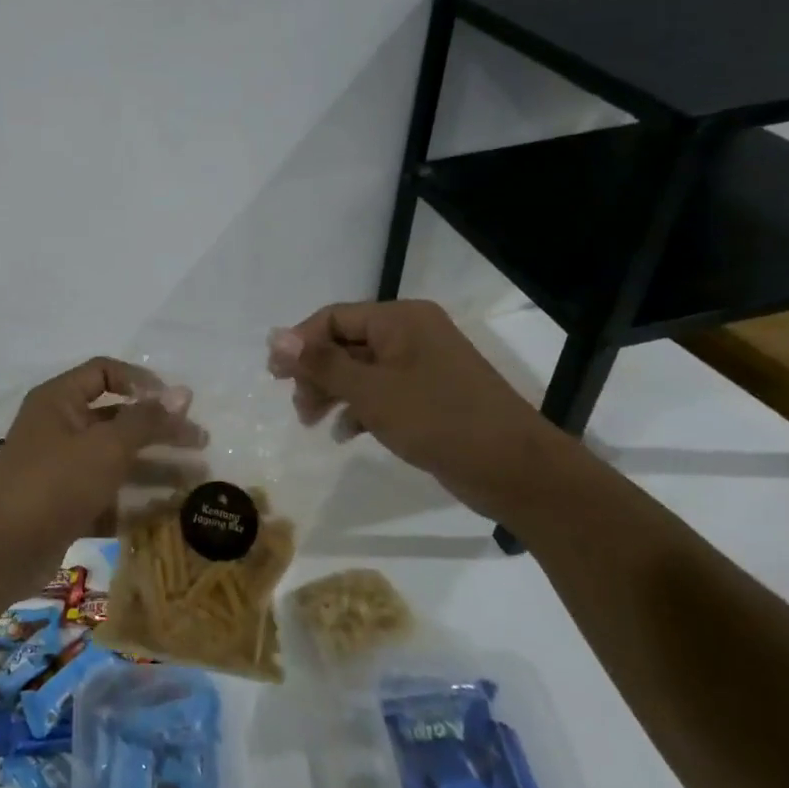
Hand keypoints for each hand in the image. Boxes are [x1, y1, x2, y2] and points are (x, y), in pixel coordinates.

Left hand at [0, 358, 206, 592]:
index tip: (174, 402)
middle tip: (201, 443)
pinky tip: (170, 510)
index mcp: (59, 400)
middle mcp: (59, 427)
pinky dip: (135, 499)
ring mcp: (61, 469)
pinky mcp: (65, 505)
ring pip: (116, 459)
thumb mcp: (106, 447)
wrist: (0, 550)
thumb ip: (146, 420)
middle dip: (160, 429)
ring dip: (155, 466)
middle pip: (117, 418)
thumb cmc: (54, 483)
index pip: (104, 371)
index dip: (141, 381)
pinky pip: (107, 493)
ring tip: (197, 477)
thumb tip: (183, 392)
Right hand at [267, 301, 563, 518]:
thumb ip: (321, 363)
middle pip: (345, 343)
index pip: (334, 318)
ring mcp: (422, 365)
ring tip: (313, 423)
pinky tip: (345, 434)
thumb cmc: (438, 420)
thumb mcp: (371, 391)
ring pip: (360, 370)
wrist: (514, 470)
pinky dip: (359, 408)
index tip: (274, 376)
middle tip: (298, 407)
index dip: (300, 343)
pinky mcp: (428, 395)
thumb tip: (275, 336)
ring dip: (333, 393)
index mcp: (400, 319)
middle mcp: (411, 334)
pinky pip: (381, 392)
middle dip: (316, 373)